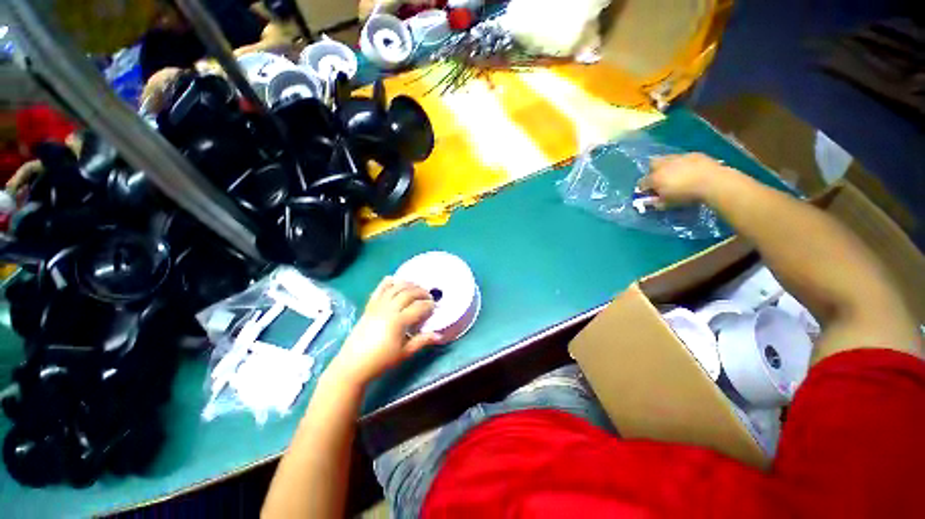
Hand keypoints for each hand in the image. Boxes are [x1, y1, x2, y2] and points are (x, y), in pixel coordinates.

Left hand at [328, 277, 441, 385]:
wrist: (353, 365)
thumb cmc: (381, 361)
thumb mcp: (405, 353)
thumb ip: (422, 341)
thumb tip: (439, 335)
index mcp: (398, 322)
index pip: (418, 307)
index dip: (429, 305)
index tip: (435, 307)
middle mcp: (388, 309)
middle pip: (408, 293)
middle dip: (421, 292)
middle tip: (428, 296)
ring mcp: (377, 306)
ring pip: (395, 288)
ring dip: (408, 285)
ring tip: (416, 287)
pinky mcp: (369, 307)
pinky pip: (379, 290)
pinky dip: (387, 283)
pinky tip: (394, 279)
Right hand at [638, 153, 735, 206]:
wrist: (713, 182)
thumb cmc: (687, 195)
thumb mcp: (668, 204)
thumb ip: (656, 203)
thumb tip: (652, 202)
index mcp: (655, 178)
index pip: (641, 183)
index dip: (643, 189)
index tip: (648, 193)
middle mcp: (663, 165)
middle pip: (652, 164)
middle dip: (653, 171)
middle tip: (659, 179)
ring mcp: (679, 157)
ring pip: (667, 158)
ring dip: (667, 165)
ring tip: (675, 174)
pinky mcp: (693, 154)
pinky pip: (683, 158)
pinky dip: (683, 163)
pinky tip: (689, 170)